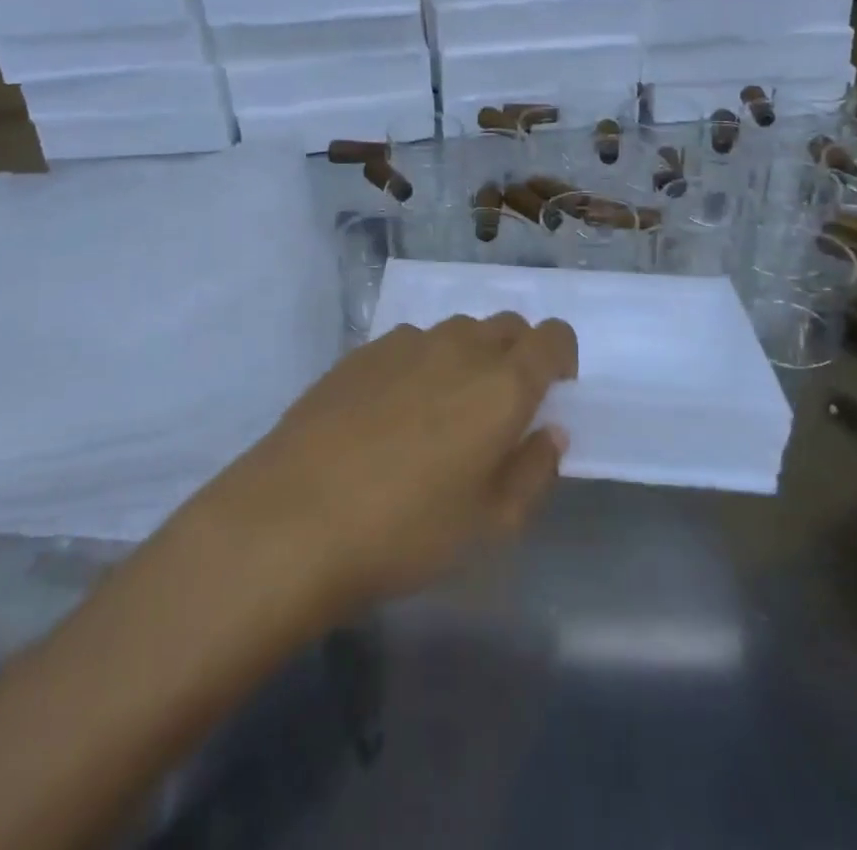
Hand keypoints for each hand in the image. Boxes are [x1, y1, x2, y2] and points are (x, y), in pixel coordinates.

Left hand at [192, 314, 577, 619]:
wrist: (295, 515)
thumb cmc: (407, 531)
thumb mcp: (490, 524)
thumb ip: (533, 471)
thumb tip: (549, 431)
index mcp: (502, 384)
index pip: (552, 337)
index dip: (560, 357)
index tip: (551, 392)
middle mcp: (459, 347)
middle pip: (506, 326)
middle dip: (517, 354)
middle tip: (500, 409)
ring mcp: (405, 342)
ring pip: (456, 331)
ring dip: (467, 357)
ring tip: (443, 411)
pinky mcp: (361, 350)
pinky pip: (410, 342)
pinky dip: (421, 363)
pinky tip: (392, 411)